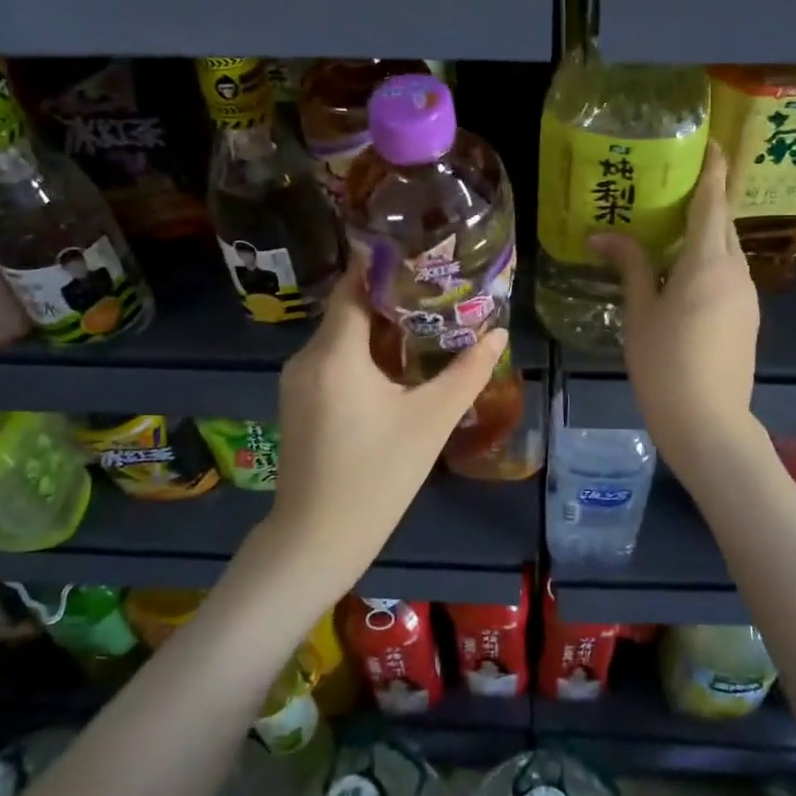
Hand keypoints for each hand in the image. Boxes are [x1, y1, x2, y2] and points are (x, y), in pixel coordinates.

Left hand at [270, 267, 508, 588]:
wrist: (316, 541)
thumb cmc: (377, 476)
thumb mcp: (430, 421)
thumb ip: (467, 372)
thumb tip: (499, 333)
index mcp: (335, 353)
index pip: (353, 286)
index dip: (384, 266)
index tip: (420, 254)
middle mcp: (307, 358)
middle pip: (349, 311)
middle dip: (392, 299)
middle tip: (438, 292)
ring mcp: (297, 382)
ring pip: (341, 339)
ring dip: (379, 330)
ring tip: (427, 325)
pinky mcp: (298, 404)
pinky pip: (332, 363)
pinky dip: (362, 356)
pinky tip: (396, 368)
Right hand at [590, 142, 760, 477]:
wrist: (709, 423)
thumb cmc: (665, 363)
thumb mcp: (640, 312)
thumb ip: (630, 266)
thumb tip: (601, 235)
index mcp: (708, 263)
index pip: (712, 202)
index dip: (713, 171)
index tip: (711, 143)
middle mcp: (736, 272)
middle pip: (722, 225)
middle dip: (705, 202)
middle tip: (674, 188)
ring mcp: (747, 297)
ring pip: (727, 252)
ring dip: (705, 236)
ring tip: (672, 232)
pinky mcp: (748, 319)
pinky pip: (729, 276)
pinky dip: (709, 264)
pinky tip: (683, 277)